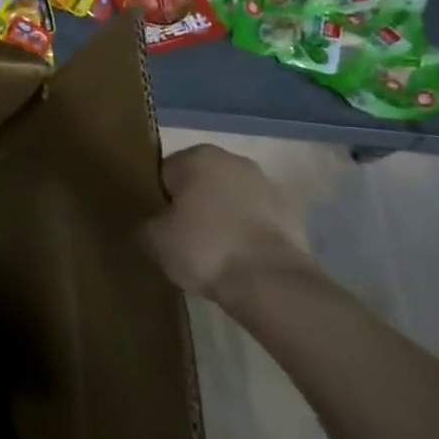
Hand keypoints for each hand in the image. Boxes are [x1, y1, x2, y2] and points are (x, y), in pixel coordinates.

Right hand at [142, 144, 309, 302]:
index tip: (159, 226)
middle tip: (183, 239)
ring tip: (214, 253)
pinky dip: (248, 232)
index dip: (159, 200)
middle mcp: (233, 160)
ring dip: (222, 217)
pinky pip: (257, 218)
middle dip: (192, 205)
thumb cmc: (204, 249)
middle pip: (200, 182)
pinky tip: (240, 258)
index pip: (165, 174)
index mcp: (197, 157)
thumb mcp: (153, 240)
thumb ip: (146, 223)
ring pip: (231, 199)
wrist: (270, 281)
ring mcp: (267, 184)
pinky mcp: (292, 212)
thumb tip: (152, 224)